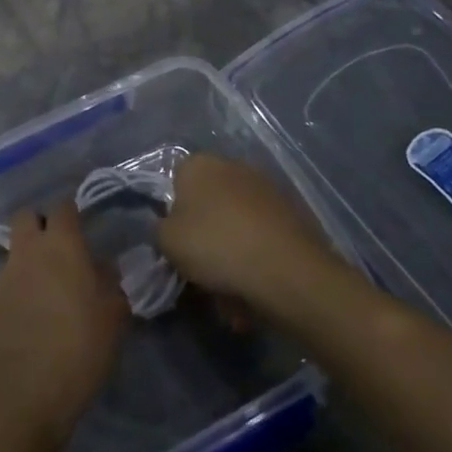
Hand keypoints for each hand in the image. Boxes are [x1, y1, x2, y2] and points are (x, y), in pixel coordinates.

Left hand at [0, 201, 128, 441]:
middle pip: (26, 217)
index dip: (70, 214)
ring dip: (23, 268)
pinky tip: (17, 327)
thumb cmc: (79, 351)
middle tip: (53, 254)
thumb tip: (103, 268)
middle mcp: (26, 251)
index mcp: (61, 247)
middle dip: (37, 226)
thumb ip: (110, 285)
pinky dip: (8, 299)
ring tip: (36, 300)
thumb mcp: (113, 319)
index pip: (63, 208)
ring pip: (10, 255)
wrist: (23, 394)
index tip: (78, 228)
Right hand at [159, 153, 338, 308]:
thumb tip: (169, 228)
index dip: (174, 215)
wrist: (287, 270)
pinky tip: (256, 285)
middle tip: (202, 268)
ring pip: (236, 222)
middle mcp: (232, 165)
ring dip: (232, 247)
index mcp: (198, 164)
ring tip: (231, 286)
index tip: (178, 244)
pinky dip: (256, 255)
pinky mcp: (292, 212)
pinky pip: (261, 235)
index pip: (175, 183)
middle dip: (205, 232)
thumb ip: (159, 229)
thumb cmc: (216, 246)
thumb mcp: (166, 242)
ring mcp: (265, 187)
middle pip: (208, 202)